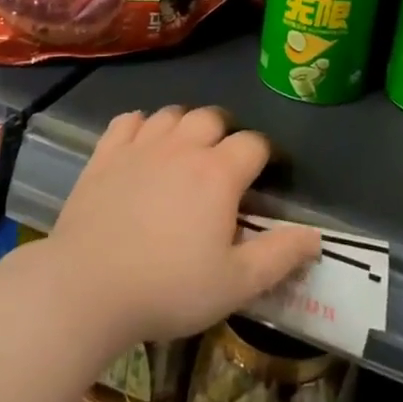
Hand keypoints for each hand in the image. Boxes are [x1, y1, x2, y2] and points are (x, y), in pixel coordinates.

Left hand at [52, 106, 321, 346]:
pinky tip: (142, 144)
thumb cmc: (168, 288)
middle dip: (225, 132)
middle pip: (212, 117)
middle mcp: (182, 147)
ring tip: (186, 151)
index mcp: (218, 173)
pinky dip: (141, 125)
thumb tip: (315, 235)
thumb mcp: (236, 284)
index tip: (263, 176)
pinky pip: (129, 121)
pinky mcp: (104, 155)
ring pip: (171, 113)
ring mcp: (140, 146)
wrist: (87, 288)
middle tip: (224, 163)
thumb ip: (279, 256)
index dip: (264, 155)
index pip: (253, 144)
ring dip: (185, 125)